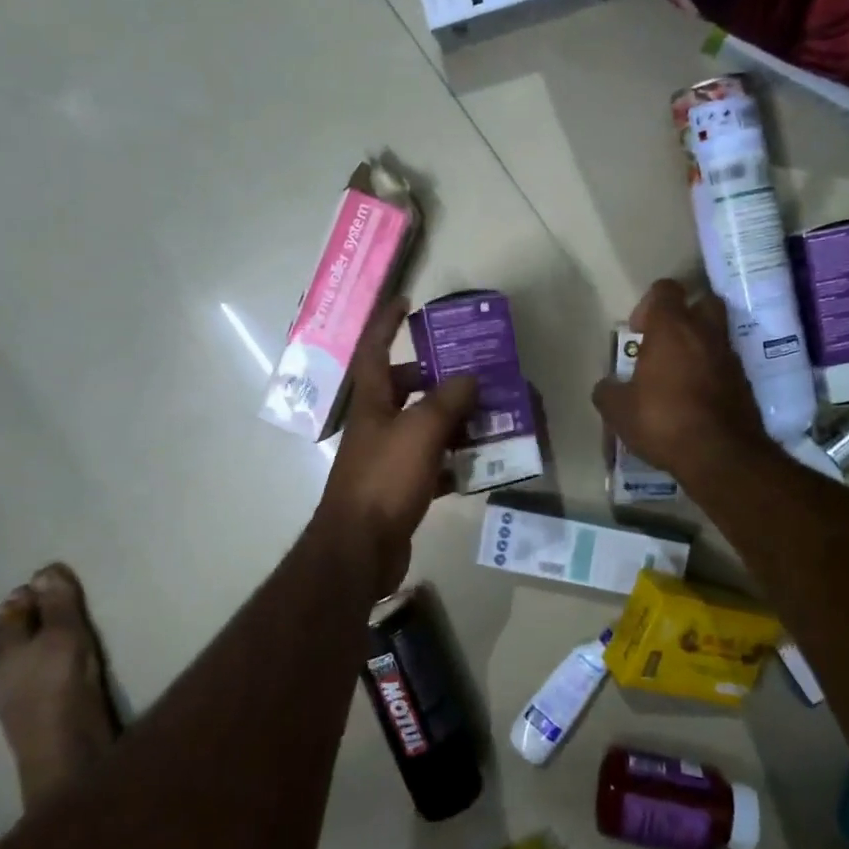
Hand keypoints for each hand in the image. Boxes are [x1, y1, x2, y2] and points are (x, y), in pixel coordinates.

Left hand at [315, 297, 477, 590]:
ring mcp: (387, 459)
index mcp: (372, 402)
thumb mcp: (421, 431)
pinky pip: (432, 465)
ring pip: (422, 427)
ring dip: (452, 420)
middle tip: (471, 372)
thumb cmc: (385, 479)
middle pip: (404, 389)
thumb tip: (469, 377)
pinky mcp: (400, 489)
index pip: (375, 350)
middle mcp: (376, 425)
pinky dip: (454, 462)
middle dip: (434, 377)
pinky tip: (481, 464)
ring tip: (489, 415)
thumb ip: (447, 400)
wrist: (360, 548)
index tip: (406, 300)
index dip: (387, 322)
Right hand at [592, 279, 775, 492]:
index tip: (639, 331)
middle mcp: (706, 333)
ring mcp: (730, 357)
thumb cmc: (663, 420)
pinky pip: (725, 365)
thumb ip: (608, 391)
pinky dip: (712, 372)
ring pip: (716, 334)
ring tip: (678, 373)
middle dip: (685, 314)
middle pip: (702, 301)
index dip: (650, 304)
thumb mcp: (618, 410)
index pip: (666, 289)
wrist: (721, 455)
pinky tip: (695, 397)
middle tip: (665, 341)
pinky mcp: (745, 383)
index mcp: (672, 328)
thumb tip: (606, 386)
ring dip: (699, 345)